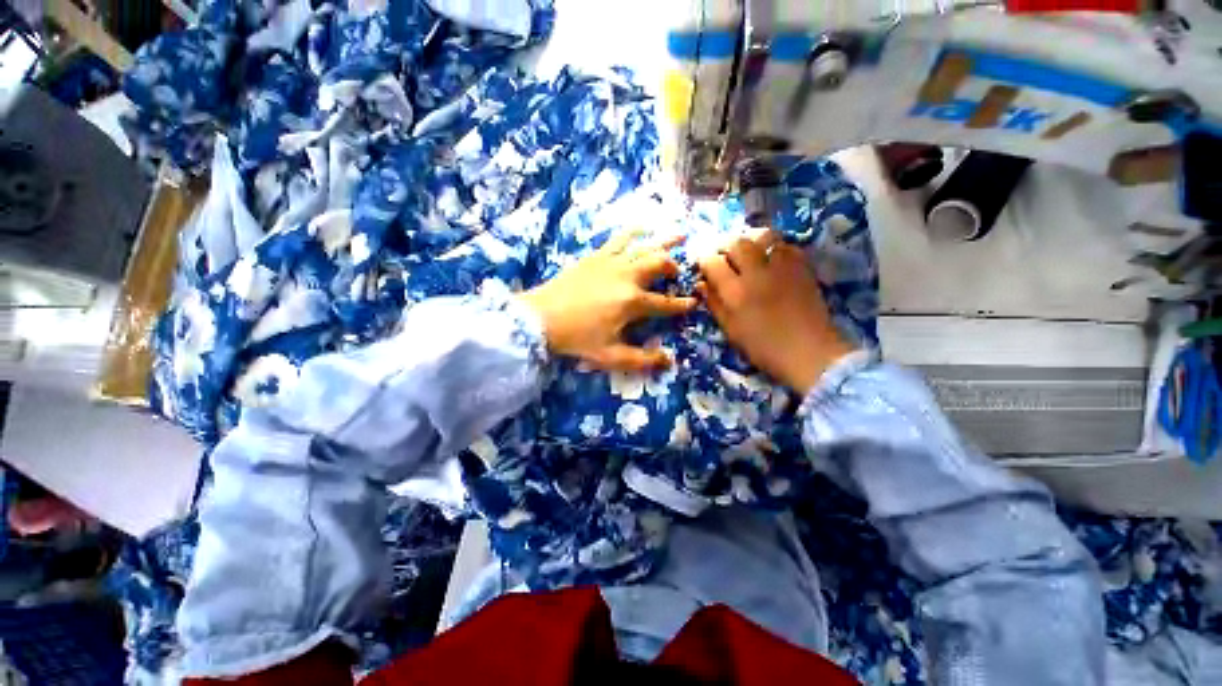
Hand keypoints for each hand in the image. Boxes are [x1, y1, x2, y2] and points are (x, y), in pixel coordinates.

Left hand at [519, 230, 696, 372]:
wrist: (540, 318)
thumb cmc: (576, 338)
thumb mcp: (610, 356)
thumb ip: (641, 360)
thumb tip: (669, 360)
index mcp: (632, 302)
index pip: (665, 303)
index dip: (682, 304)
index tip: (692, 303)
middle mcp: (627, 277)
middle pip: (659, 265)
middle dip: (674, 269)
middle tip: (678, 275)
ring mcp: (611, 263)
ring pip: (645, 247)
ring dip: (665, 242)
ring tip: (681, 236)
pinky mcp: (596, 256)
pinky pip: (619, 239)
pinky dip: (634, 232)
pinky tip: (643, 227)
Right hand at [697, 233, 854, 394]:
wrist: (809, 352)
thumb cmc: (763, 347)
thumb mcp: (731, 330)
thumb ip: (714, 304)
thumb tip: (701, 284)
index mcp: (736, 292)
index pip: (713, 262)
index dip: (704, 260)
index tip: (703, 264)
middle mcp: (757, 273)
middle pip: (737, 243)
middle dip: (725, 245)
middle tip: (723, 255)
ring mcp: (782, 267)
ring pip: (763, 237)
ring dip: (750, 241)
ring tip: (747, 252)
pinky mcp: (802, 267)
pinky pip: (785, 245)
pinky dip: (774, 247)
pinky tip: (771, 258)